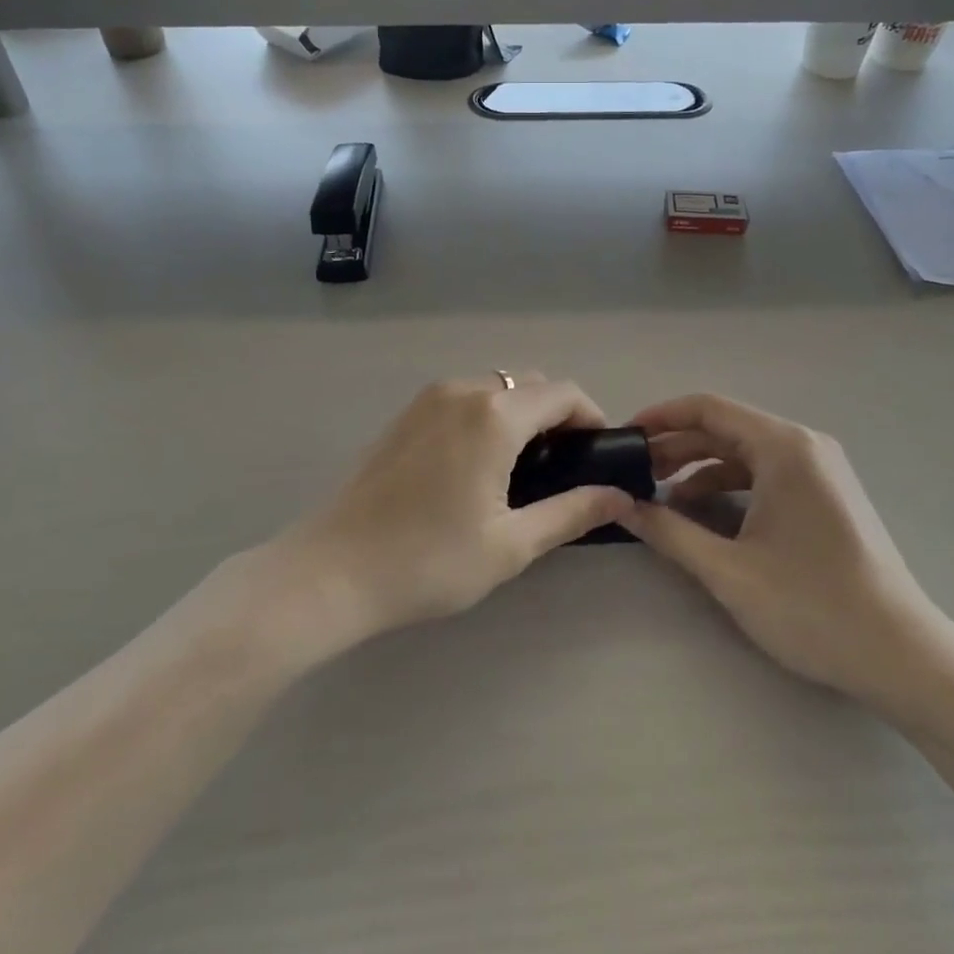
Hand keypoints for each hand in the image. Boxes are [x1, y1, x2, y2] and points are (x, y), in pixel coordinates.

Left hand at [285, 375, 634, 640]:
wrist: (333, 570)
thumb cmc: (430, 560)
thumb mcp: (511, 544)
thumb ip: (571, 512)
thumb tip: (619, 497)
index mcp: (494, 415)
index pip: (564, 393)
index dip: (592, 417)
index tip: (598, 456)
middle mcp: (463, 391)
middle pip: (530, 384)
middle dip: (557, 415)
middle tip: (564, 468)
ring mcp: (428, 398)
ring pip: (495, 388)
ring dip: (521, 414)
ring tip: (523, 468)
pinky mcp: (405, 414)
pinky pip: (463, 399)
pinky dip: (487, 415)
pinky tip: (478, 464)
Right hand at [622, 394, 953, 717]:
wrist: (903, 657)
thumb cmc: (812, 607)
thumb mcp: (728, 570)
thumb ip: (669, 531)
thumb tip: (620, 506)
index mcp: (783, 447)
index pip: (708, 409)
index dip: (660, 417)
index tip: (622, 437)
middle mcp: (804, 445)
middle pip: (725, 429)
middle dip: (675, 447)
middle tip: (632, 474)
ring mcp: (819, 470)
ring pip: (744, 453)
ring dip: (699, 469)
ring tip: (659, 497)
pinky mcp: (825, 495)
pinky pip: (765, 474)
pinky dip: (728, 486)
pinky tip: (702, 514)